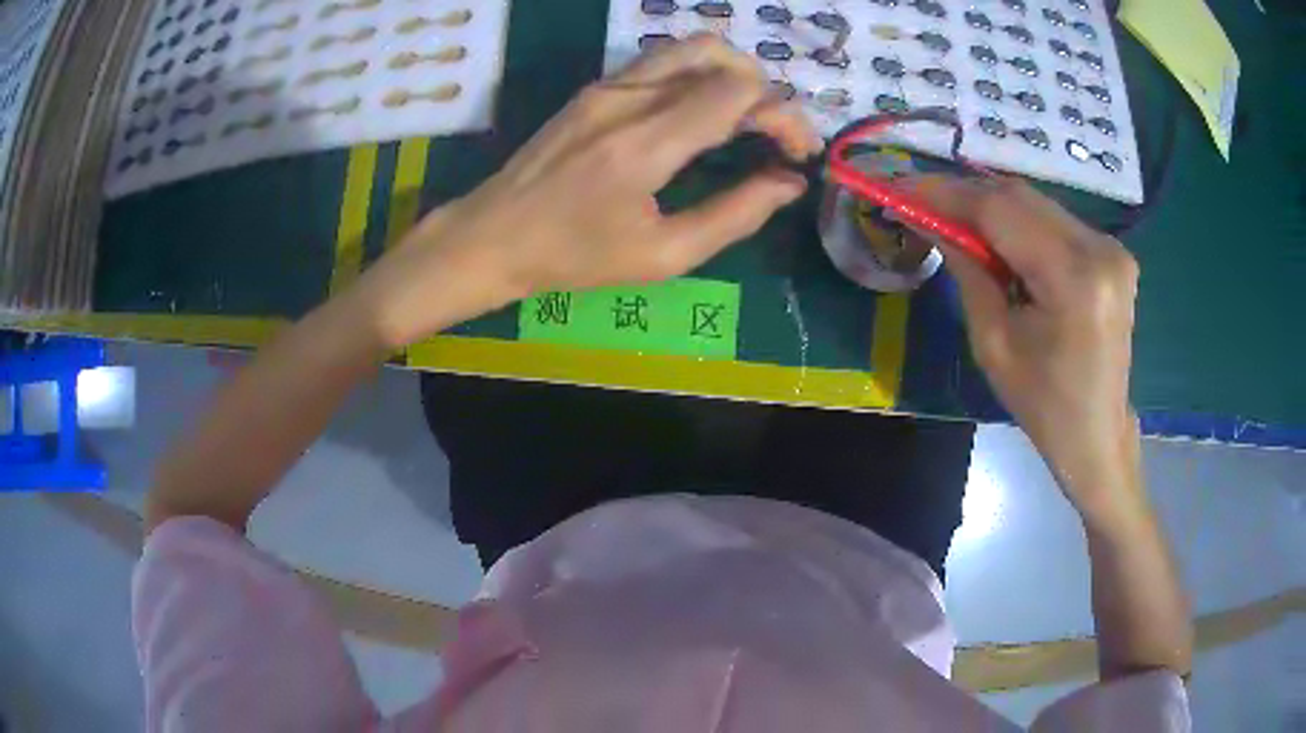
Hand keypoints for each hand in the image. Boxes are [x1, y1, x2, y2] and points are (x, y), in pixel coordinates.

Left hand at [357, 34, 820, 348]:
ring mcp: (608, 84)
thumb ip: (735, 215)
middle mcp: (629, 96)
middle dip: (765, 92)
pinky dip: (700, 75)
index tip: (796, 155)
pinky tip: (703, 112)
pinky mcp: (596, 87)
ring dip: (733, 74)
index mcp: (647, 142)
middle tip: (774, 137)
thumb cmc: (574, 256)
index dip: (783, 116)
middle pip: (721, 58)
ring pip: (691, 48)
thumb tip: (789, 183)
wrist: (492, 235)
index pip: (739, 91)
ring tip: (747, 119)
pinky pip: (662, 61)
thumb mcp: (662, 256)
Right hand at [906, 176, 1142, 511]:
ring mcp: (1112, 247)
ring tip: (953, 221)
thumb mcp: (993, 343)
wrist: (1097, 434)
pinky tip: (997, 240)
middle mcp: (1099, 249)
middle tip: (922, 202)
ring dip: (991, 208)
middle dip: (966, 196)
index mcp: (1074, 279)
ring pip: (1036, 204)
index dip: (947, 193)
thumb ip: (966, 270)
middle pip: (1020, 197)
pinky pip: (1054, 220)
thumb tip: (929, 219)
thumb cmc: (1043, 404)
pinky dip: (1019, 222)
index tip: (903, 186)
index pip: (1001, 211)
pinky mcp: (1112, 252)